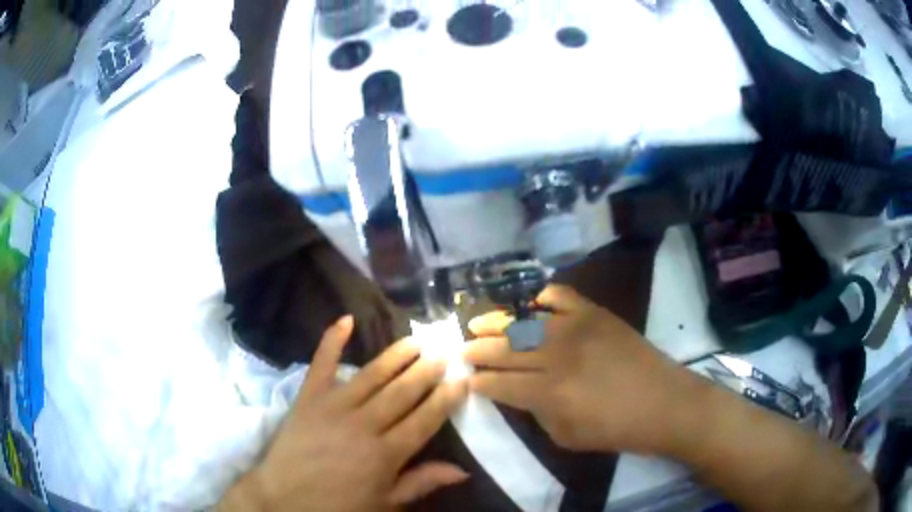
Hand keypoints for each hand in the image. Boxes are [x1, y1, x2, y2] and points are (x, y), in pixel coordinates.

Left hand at [220, 316, 469, 511]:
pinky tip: (345, 319)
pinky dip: (332, 340)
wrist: (282, 498)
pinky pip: (322, 364)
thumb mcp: (384, 504)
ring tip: (416, 340)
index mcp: (386, 454)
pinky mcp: (308, 397)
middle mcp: (364, 424)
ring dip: (397, 356)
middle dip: (427, 371)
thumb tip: (463, 469)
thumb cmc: (337, 505)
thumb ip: (421, 483)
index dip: (445, 399)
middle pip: (403, 392)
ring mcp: (334, 406)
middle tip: (445, 352)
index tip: (462, 380)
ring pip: (373, 375)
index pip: (425, 419)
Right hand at [465, 285, 697, 454]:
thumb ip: (536, 413)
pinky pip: (559, 296)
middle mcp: (556, 357)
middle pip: (503, 349)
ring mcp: (576, 329)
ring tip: (477, 323)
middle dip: (476, 351)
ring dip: (495, 322)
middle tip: (462, 351)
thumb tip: (516, 393)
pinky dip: (539, 297)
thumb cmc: (616, 429)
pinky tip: (528, 304)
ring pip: (523, 320)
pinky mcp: (595, 313)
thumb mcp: (566, 436)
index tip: (467, 380)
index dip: (478, 382)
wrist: (664, 403)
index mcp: (548, 393)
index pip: (498, 384)